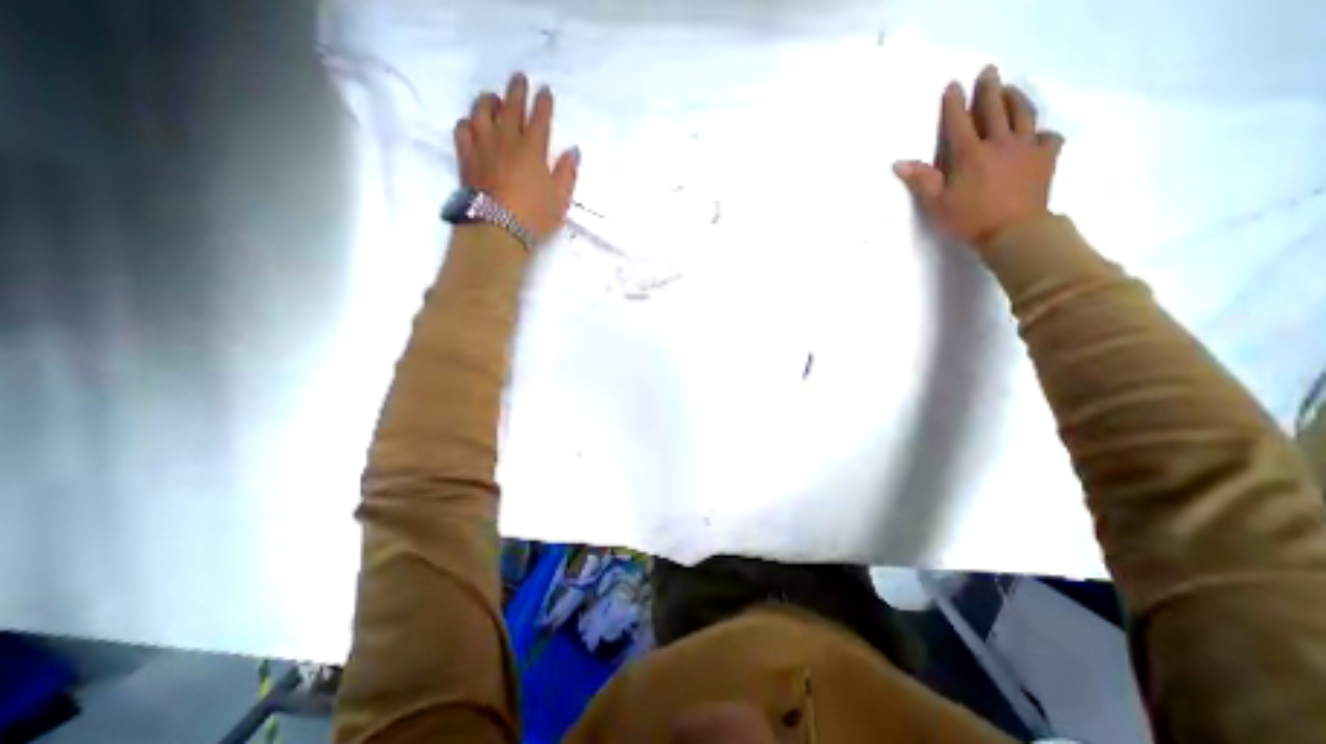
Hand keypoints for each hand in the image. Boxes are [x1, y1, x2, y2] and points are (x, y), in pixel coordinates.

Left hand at [453, 73, 577, 240]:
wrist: (497, 229)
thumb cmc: (534, 216)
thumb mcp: (560, 199)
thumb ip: (567, 173)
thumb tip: (573, 151)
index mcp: (533, 149)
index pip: (540, 118)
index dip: (543, 103)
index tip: (545, 91)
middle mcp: (507, 140)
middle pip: (511, 107)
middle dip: (517, 90)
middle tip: (519, 78)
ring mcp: (483, 146)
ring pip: (482, 112)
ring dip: (489, 101)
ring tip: (493, 98)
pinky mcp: (466, 158)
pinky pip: (462, 131)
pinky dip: (468, 123)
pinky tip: (472, 124)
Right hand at [891, 64, 1063, 248]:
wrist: (1013, 230)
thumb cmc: (969, 218)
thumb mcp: (936, 203)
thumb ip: (920, 180)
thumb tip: (898, 163)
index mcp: (969, 154)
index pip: (958, 122)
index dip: (954, 104)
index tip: (953, 86)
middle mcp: (999, 142)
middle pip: (994, 109)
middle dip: (988, 89)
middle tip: (988, 71)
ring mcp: (1026, 147)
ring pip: (1023, 114)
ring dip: (1015, 98)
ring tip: (1010, 89)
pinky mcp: (1045, 157)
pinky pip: (1047, 137)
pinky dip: (1040, 132)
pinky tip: (1036, 134)